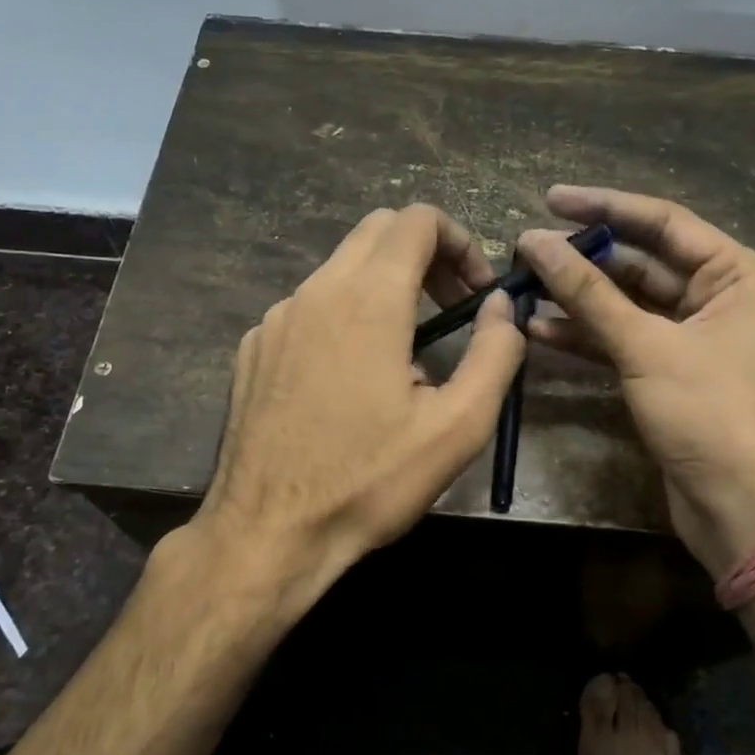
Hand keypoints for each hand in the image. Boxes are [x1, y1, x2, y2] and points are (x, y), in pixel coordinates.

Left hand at [193, 205, 526, 604]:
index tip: (476, 292)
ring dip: (385, 287)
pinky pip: (308, 308)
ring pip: (341, 269)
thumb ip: (495, 354)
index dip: (459, 242)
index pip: (418, 220)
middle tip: (451, 309)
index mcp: (369, 299)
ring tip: (405, 356)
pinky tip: (349, 381)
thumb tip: (501, 306)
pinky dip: (343, 317)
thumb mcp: (457, 428)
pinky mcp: (253, 348)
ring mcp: (275, 318)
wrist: (266, 534)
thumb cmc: (369, 482)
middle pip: (378, 231)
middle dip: (425, 256)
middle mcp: (316, 291)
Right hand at [517, 187, 754, 578]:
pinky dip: (586, 336)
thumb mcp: (647, 346)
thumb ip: (588, 292)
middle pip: (642, 263)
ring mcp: (695, 339)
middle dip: (585, 259)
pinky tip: (538, 331)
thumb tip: (533, 242)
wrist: (746, 511)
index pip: (663, 222)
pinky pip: (624, 341)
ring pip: (627, 305)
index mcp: (737, 274)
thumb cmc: (713, 415)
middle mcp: (720, 298)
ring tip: (522, 287)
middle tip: (526, 250)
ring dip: (578, 299)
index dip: (604, 207)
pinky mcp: (672, 374)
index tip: (550, 199)